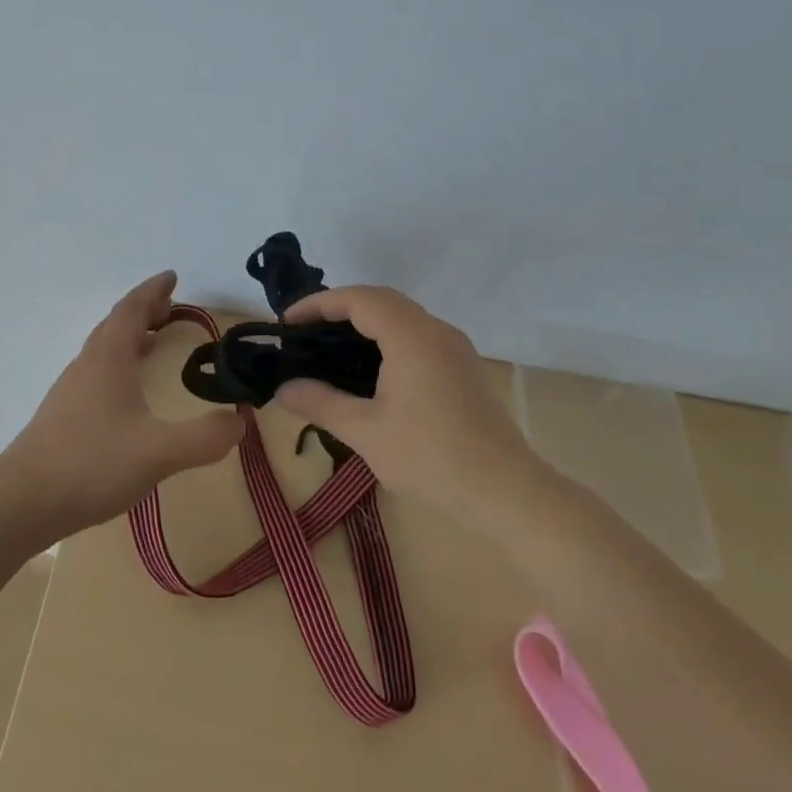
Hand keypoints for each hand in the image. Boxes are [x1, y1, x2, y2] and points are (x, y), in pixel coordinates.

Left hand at [0, 271, 243, 537]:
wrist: (22, 501)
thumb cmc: (92, 463)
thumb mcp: (159, 452)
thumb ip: (204, 437)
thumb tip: (240, 421)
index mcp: (109, 358)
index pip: (131, 309)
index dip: (153, 290)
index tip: (172, 277)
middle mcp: (88, 364)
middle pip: (116, 324)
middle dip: (145, 311)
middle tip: (171, 309)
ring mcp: (72, 389)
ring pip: (104, 348)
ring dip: (131, 337)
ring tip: (155, 341)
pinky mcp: (64, 414)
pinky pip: (98, 371)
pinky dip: (120, 363)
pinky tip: (129, 392)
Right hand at [275, 286, 539, 516]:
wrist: (508, 493)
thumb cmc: (432, 458)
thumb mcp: (366, 432)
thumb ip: (321, 404)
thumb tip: (283, 390)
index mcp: (411, 336)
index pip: (358, 299)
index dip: (319, 304)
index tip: (288, 322)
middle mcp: (436, 330)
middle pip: (382, 299)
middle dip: (341, 307)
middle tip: (306, 330)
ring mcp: (455, 348)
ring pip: (404, 316)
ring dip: (367, 320)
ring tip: (332, 346)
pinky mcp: (464, 367)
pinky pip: (419, 335)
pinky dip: (388, 336)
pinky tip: (373, 368)